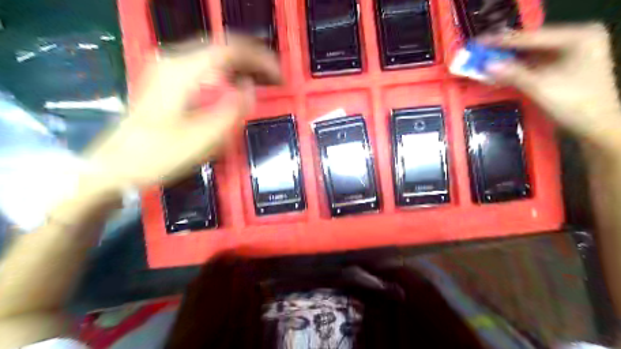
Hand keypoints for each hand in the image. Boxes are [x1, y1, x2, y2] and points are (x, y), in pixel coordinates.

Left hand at [82, 37, 278, 194]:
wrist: (116, 166)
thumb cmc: (160, 155)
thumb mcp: (204, 138)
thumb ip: (232, 109)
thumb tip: (250, 87)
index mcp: (183, 71)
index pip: (230, 50)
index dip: (260, 59)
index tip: (279, 76)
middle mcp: (173, 60)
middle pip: (222, 46)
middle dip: (252, 59)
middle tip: (274, 78)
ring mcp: (166, 68)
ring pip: (213, 55)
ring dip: (240, 64)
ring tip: (261, 80)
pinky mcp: (166, 80)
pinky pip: (203, 66)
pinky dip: (225, 72)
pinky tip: (234, 85)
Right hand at [482, 25, 620, 146]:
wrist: (597, 127)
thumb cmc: (575, 104)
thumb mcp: (540, 87)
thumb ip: (512, 74)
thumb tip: (485, 65)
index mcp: (578, 36)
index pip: (531, 37)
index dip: (501, 41)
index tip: (477, 42)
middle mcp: (577, 38)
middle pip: (531, 43)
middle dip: (503, 50)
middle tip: (478, 52)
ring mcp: (572, 51)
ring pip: (531, 54)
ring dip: (508, 60)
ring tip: (484, 61)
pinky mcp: (565, 65)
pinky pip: (535, 63)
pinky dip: (517, 68)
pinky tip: (499, 70)